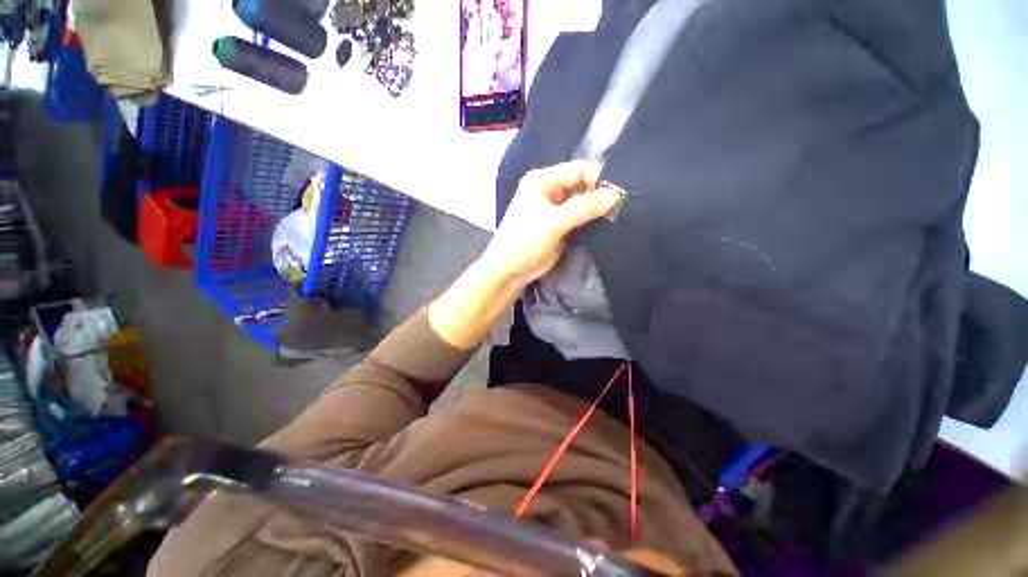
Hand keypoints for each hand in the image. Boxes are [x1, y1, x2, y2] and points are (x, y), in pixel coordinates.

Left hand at [480, 160, 620, 286]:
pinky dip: (591, 220)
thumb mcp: (553, 223)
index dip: (598, 179)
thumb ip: (583, 208)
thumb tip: (615, 195)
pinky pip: (579, 217)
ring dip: (596, 208)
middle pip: (581, 185)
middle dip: (599, 194)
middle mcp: (548, 190)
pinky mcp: (559, 225)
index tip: (618, 194)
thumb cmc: (525, 242)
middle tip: (621, 206)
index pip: (577, 170)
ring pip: (582, 202)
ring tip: (616, 215)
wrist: (509, 271)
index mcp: (542, 180)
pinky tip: (605, 224)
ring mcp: (554, 209)